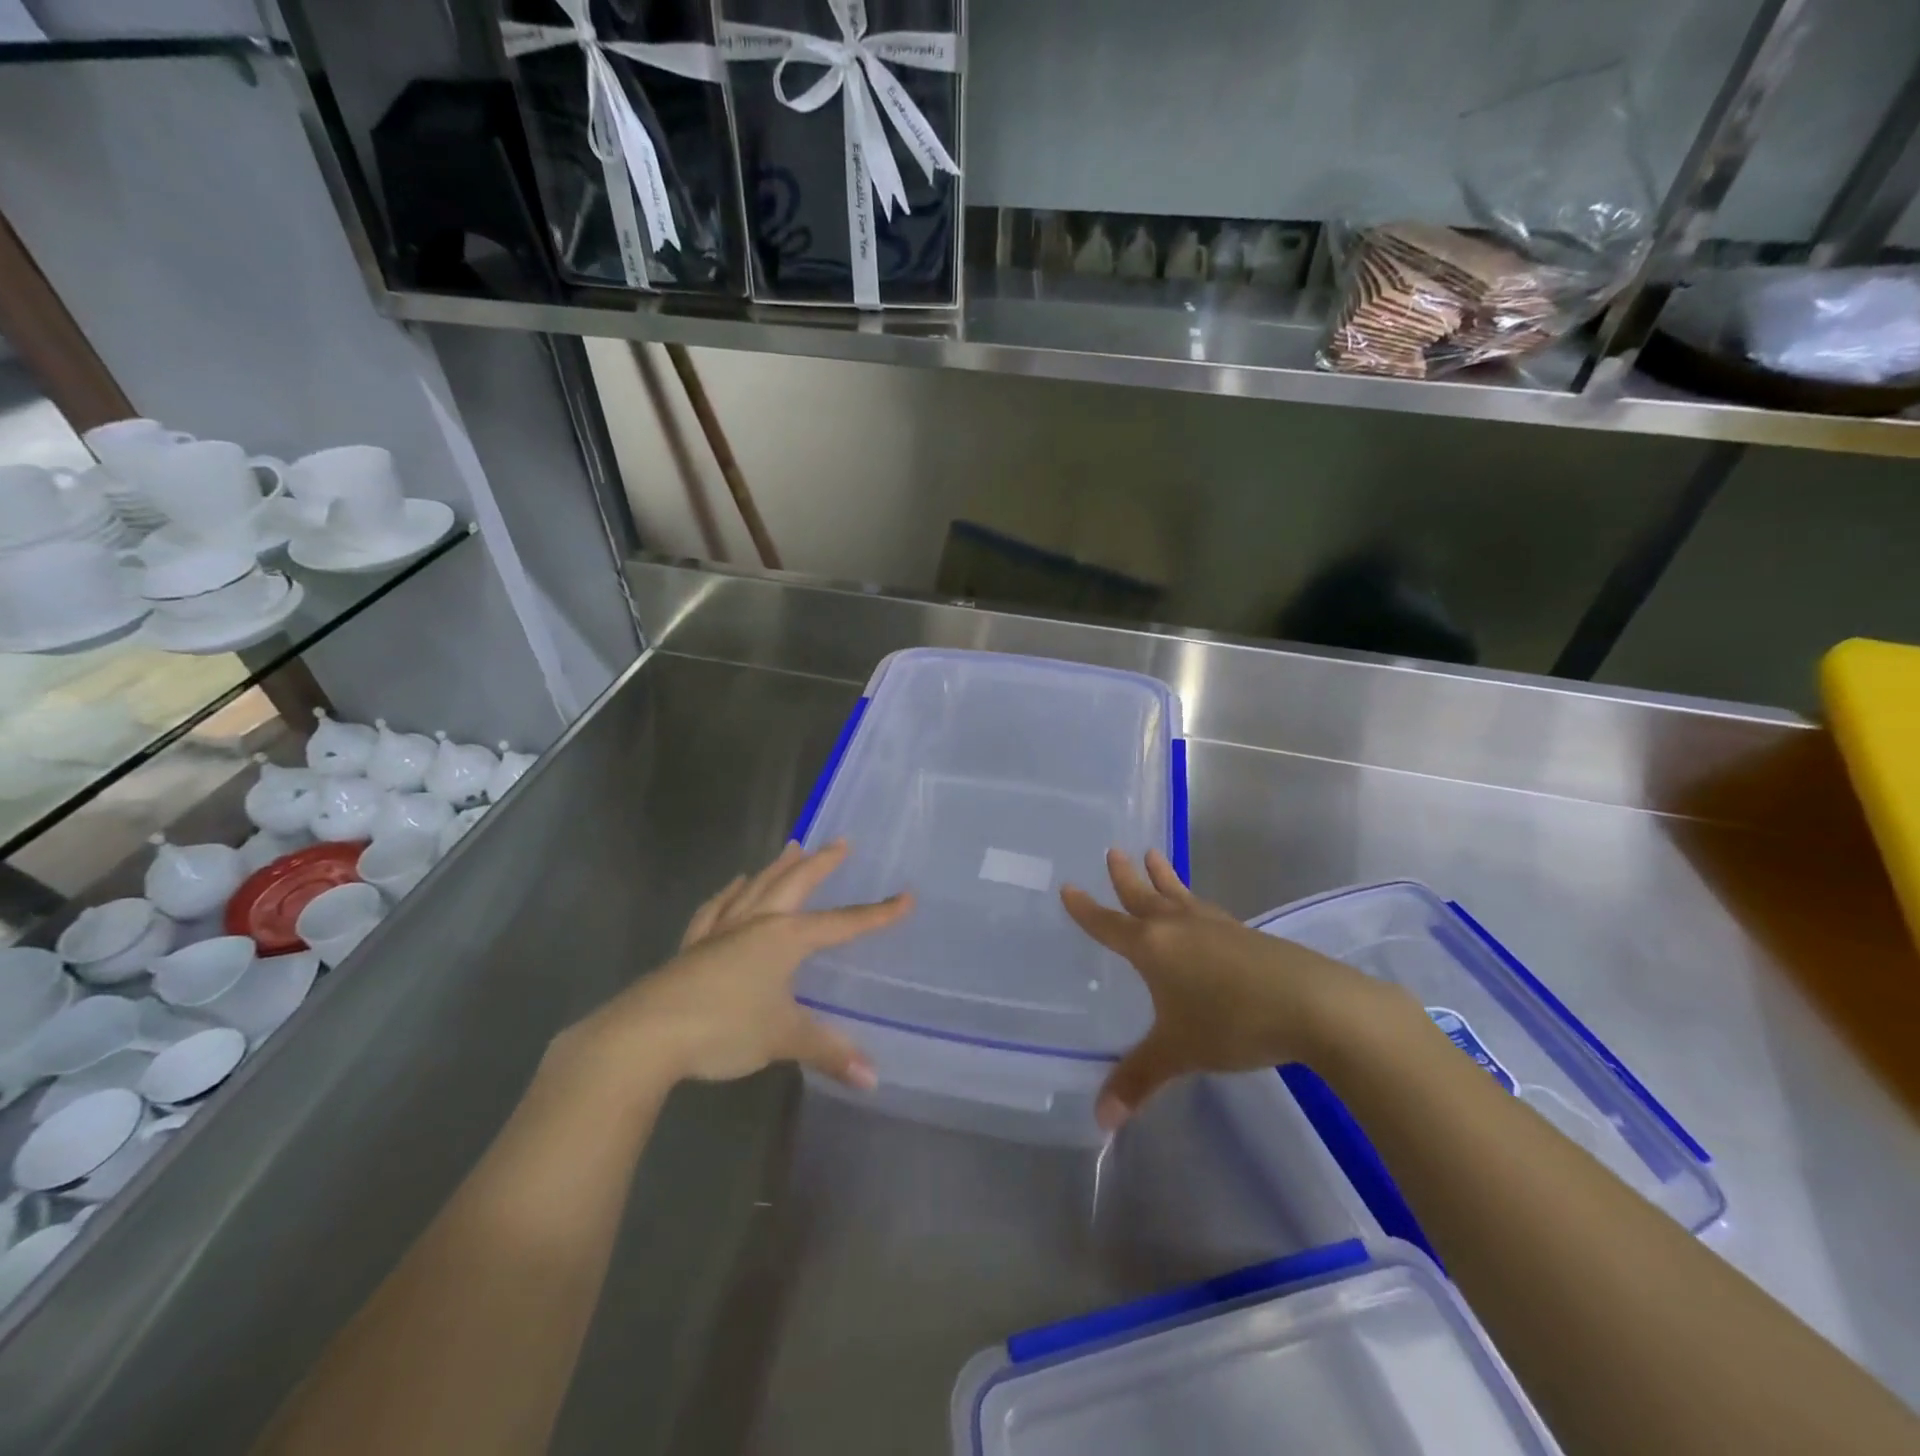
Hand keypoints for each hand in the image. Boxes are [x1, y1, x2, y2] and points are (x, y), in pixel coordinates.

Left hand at [565, 841, 910, 1090]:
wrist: (646, 1034)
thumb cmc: (724, 1027)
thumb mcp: (782, 1038)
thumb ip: (828, 1052)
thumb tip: (873, 1078)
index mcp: (785, 938)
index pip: (842, 924)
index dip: (876, 914)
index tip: (905, 897)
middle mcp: (757, 924)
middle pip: (795, 884)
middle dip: (821, 864)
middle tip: (840, 843)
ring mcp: (721, 931)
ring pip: (756, 888)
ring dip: (776, 868)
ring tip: (791, 849)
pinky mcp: (694, 947)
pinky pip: (717, 910)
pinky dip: (729, 894)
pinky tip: (733, 886)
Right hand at [1061, 849, 1388, 1129]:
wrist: (1311, 1004)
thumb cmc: (1231, 1022)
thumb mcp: (1178, 1052)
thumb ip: (1138, 1080)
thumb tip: (1101, 1121)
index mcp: (1152, 948)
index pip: (1109, 924)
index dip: (1086, 909)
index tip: (1069, 887)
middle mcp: (1178, 928)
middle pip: (1144, 896)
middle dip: (1125, 877)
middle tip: (1114, 851)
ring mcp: (1215, 927)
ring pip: (1179, 895)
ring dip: (1162, 877)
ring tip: (1153, 855)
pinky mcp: (1246, 935)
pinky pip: (1205, 909)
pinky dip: (1192, 900)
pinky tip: (1200, 909)